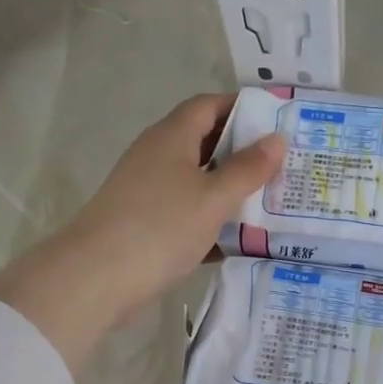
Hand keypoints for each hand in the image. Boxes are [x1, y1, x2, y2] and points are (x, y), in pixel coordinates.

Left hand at [0, 93, 283, 372]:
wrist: (98, 277)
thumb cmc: (161, 227)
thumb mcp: (214, 197)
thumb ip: (248, 169)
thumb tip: (277, 139)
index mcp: (172, 137)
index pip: (210, 106)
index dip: (243, 109)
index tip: (278, 123)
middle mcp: (158, 156)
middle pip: (206, 144)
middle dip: (243, 154)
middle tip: (284, 168)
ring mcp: (149, 192)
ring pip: (198, 183)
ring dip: (230, 191)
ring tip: (271, 204)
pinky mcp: (146, 224)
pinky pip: (187, 214)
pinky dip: (212, 223)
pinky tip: (239, 242)